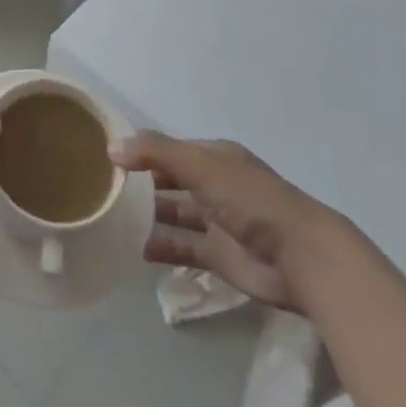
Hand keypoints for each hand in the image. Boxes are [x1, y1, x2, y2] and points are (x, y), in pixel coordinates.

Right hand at [112, 131, 342, 311]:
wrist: (301, 258)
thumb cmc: (250, 200)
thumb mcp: (200, 165)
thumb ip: (155, 153)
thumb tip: (112, 147)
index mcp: (214, 157)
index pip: (170, 149)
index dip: (143, 151)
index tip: (109, 157)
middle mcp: (214, 185)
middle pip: (171, 180)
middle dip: (142, 183)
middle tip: (104, 188)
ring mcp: (218, 222)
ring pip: (175, 214)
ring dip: (149, 215)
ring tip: (112, 218)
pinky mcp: (220, 257)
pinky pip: (183, 249)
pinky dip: (162, 248)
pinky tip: (135, 249)